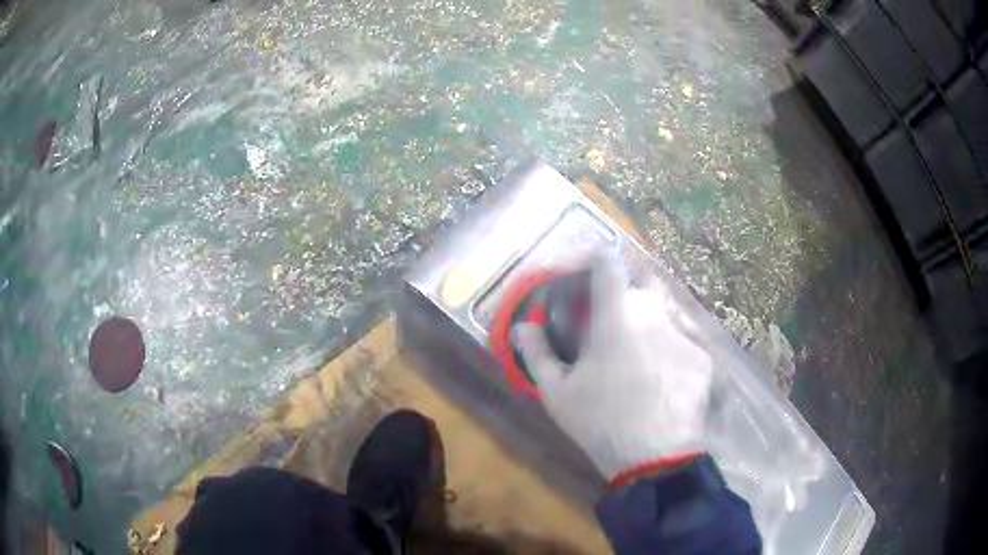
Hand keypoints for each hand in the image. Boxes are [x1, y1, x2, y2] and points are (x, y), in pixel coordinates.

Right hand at [513, 257, 712, 482]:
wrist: (655, 457)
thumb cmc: (600, 421)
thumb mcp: (557, 391)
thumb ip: (537, 353)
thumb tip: (522, 327)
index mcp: (618, 312)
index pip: (607, 259)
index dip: (590, 255)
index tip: (577, 271)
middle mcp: (655, 311)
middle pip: (643, 276)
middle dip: (625, 286)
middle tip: (609, 313)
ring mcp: (684, 332)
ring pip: (666, 307)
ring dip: (649, 314)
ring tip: (636, 347)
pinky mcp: (703, 356)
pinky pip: (684, 337)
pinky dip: (669, 344)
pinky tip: (661, 374)